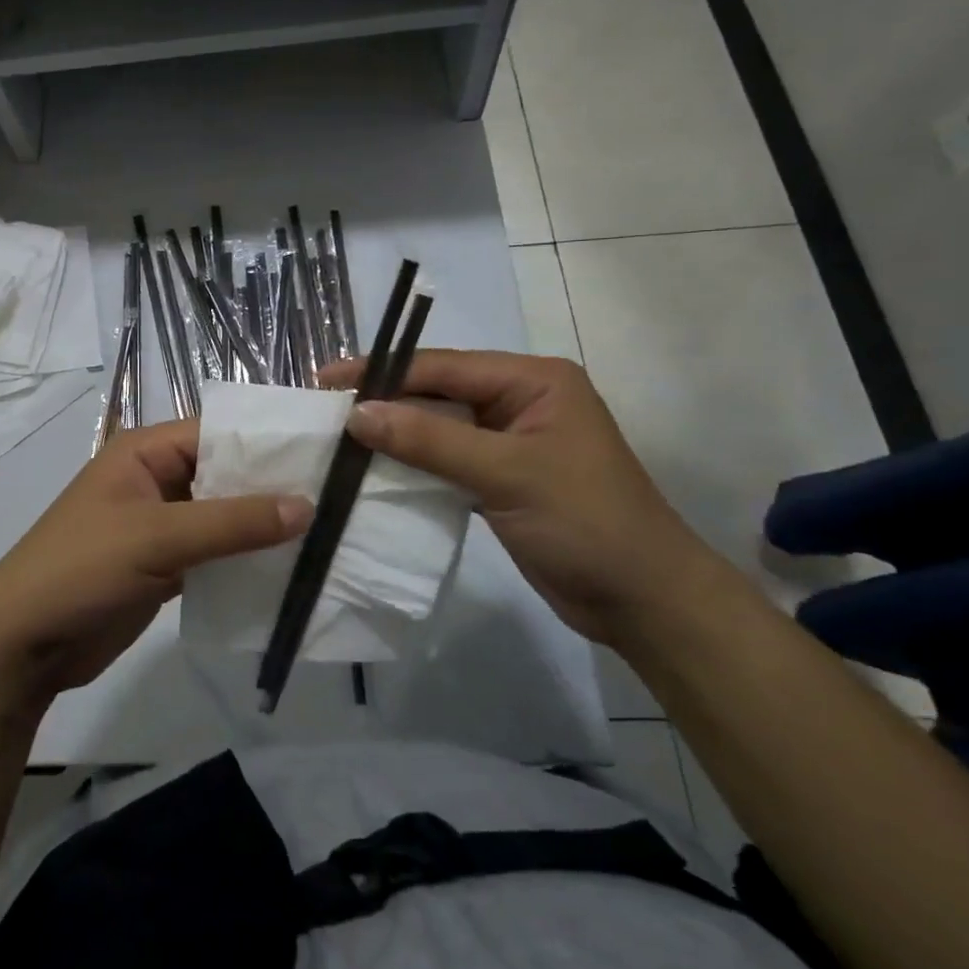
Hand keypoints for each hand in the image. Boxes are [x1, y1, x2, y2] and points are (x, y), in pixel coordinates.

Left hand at [0, 420, 312, 702]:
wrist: (24, 644)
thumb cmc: (82, 569)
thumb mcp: (158, 536)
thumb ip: (233, 522)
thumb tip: (307, 505)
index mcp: (145, 450)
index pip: (218, 431)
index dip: (268, 441)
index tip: (326, 453)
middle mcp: (155, 478)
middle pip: (224, 472)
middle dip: (271, 485)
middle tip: (338, 495)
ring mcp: (160, 522)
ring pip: (222, 514)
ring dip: (262, 524)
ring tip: (327, 529)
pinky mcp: (164, 563)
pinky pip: (214, 550)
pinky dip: (243, 557)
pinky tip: (288, 566)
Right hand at [320, 350, 734, 645]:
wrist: (643, 601)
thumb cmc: (585, 522)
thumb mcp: (506, 474)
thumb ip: (430, 439)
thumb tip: (358, 413)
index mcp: (532, 380)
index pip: (443, 366)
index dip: (383, 371)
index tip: (327, 379)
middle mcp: (519, 400)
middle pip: (437, 392)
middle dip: (384, 399)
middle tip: (324, 409)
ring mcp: (509, 441)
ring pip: (438, 426)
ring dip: (394, 433)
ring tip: (337, 437)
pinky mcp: (500, 478)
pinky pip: (446, 459)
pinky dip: (412, 463)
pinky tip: (374, 469)